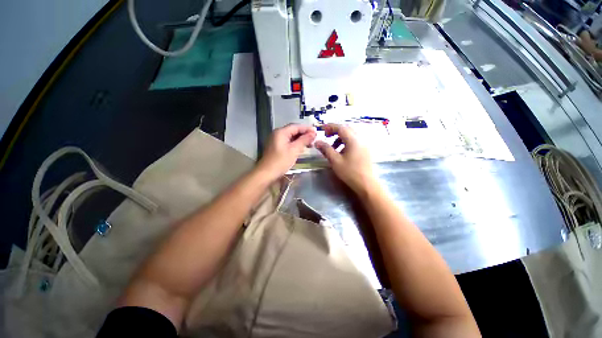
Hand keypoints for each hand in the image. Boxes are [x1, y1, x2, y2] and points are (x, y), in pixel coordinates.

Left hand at [256, 124, 316, 180]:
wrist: (266, 173)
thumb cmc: (281, 161)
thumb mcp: (294, 150)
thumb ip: (304, 140)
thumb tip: (313, 133)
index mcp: (281, 132)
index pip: (296, 126)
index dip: (307, 129)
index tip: (316, 132)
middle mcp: (277, 133)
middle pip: (293, 130)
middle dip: (304, 134)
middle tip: (314, 139)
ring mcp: (275, 140)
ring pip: (290, 136)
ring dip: (300, 139)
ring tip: (310, 144)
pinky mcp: (276, 147)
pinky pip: (287, 141)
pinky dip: (295, 143)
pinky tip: (301, 147)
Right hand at [315, 124, 376, 194]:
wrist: (366, 184)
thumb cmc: (350, 172)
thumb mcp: (335, 161)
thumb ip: (326, 149)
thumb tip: (317, 142)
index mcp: (353, 140)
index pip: (341, 127)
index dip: (330, 126)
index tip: (322, 129)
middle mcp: (360, 139)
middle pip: (347, 129)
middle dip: (335, 131)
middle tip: (327, 136)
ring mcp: (365, 144)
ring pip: (351, 134)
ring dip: (341, 137)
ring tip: (333, 147)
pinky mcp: (366, 150)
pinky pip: (355, 140)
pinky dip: (346, 142)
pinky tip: (342, 151)